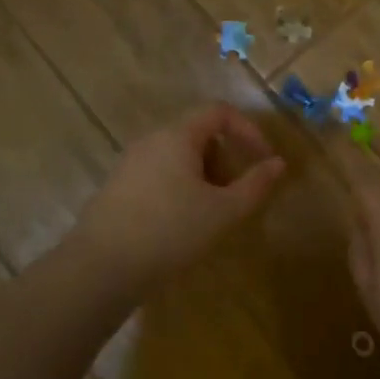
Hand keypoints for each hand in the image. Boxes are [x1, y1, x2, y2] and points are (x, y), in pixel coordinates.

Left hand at [70, 103, 286, 293]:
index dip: (248, 129)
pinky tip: (180, 223)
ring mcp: (130, 162)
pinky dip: (179, 187)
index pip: (219, 111)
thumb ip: (255, 185)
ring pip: (177, 156)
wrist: (101, 267)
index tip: (263, 158)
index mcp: (177, 135)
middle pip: (197, 133)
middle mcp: (151, 140)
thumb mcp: (223, 211)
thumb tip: (278, 164)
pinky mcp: (117, 186)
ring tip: (210, 213)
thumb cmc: (170, 231)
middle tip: (236, 193)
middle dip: (225, 157)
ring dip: (203, 175)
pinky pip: (158, 173)